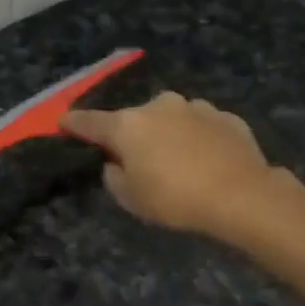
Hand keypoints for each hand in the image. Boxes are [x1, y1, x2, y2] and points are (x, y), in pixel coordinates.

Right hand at [61, 92, 287, 239]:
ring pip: (171, 119)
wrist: (242, 195)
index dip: (73, 123)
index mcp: (128, 125)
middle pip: (135, 120)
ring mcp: (195, 107)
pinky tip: (208, 161)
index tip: (62, 122)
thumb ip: (114, 177)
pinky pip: (201, 127)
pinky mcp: (225, 116)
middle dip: (133, 135)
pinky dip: (198, 139)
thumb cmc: (175, 199)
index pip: (90, 122)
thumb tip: (116, 162)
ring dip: (168, 135)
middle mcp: (158, 106)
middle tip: (139, 161)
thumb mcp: (131, 199)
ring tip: (179, 163)